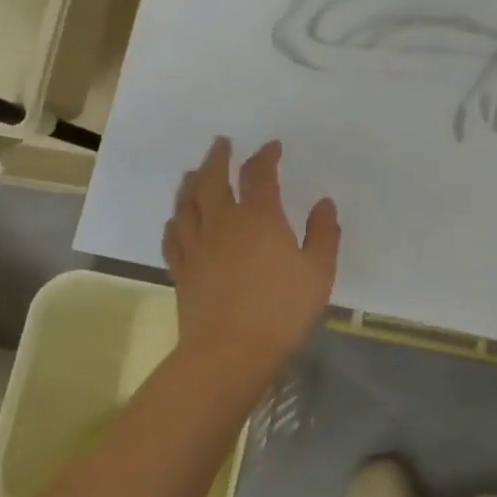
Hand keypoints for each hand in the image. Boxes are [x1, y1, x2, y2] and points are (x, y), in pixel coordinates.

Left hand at [162, 137, 339, 392]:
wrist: (229, 353)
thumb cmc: (281, 310)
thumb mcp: (319, 271)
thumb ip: (323, 234)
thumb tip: (324, 204)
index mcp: (259, 217)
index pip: (258, 174)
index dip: (264, 156)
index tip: (271, 147)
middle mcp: (223, 222)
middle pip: (213, 179)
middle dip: (218, 158)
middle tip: (221, 143)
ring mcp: (197, 246)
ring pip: (187, 203)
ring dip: (191, 183)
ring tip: (193, 172)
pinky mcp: (181, 270)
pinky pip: (172, 237)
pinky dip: (174, 222)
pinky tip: (175, 220)